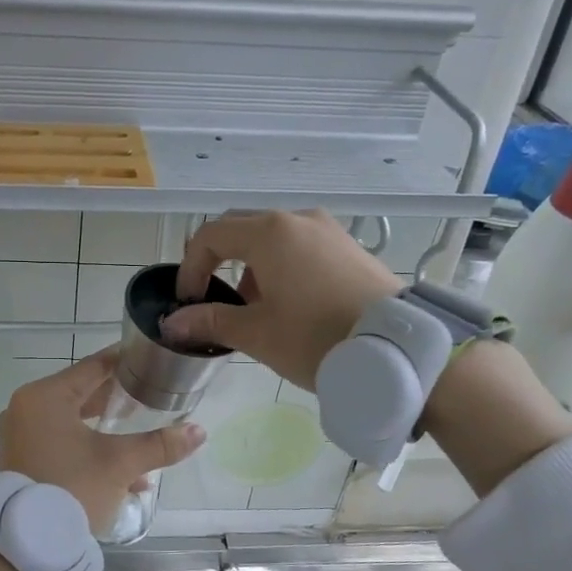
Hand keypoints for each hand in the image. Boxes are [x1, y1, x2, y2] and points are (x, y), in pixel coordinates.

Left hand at [0, 349, 205, 535]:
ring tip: (143, 430)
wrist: (28, 544)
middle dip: (119, 398)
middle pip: (82, 393)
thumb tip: (199, 431)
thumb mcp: (120, 464)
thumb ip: (160, 444)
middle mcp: (26, 409)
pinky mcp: (23, 460)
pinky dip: (89, 448)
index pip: (93, 367)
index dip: (125, 362)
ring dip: (107, 429)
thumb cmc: (72, 489)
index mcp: (44, 397)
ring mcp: (21, 435)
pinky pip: (62, 442)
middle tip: (152, 393)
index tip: (151, 358)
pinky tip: (126, 472)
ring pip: (73, 420)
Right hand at [163, 211, 398, 388]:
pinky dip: (281, 268)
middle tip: (213, 301)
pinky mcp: (349, 247)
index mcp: (270, 233)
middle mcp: (298, 220)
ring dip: (251, 268)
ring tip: (255, 310)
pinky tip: (290, 305)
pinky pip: (301, 247)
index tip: (188, 303)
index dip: (190, 267)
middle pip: (241, 230)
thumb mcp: (257, 334)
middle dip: (219, 263)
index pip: (211, 235)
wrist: (398, 350)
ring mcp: (328, 230)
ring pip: (273, 239)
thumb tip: (173, 323)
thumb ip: (211, 321)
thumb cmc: (316, 338)